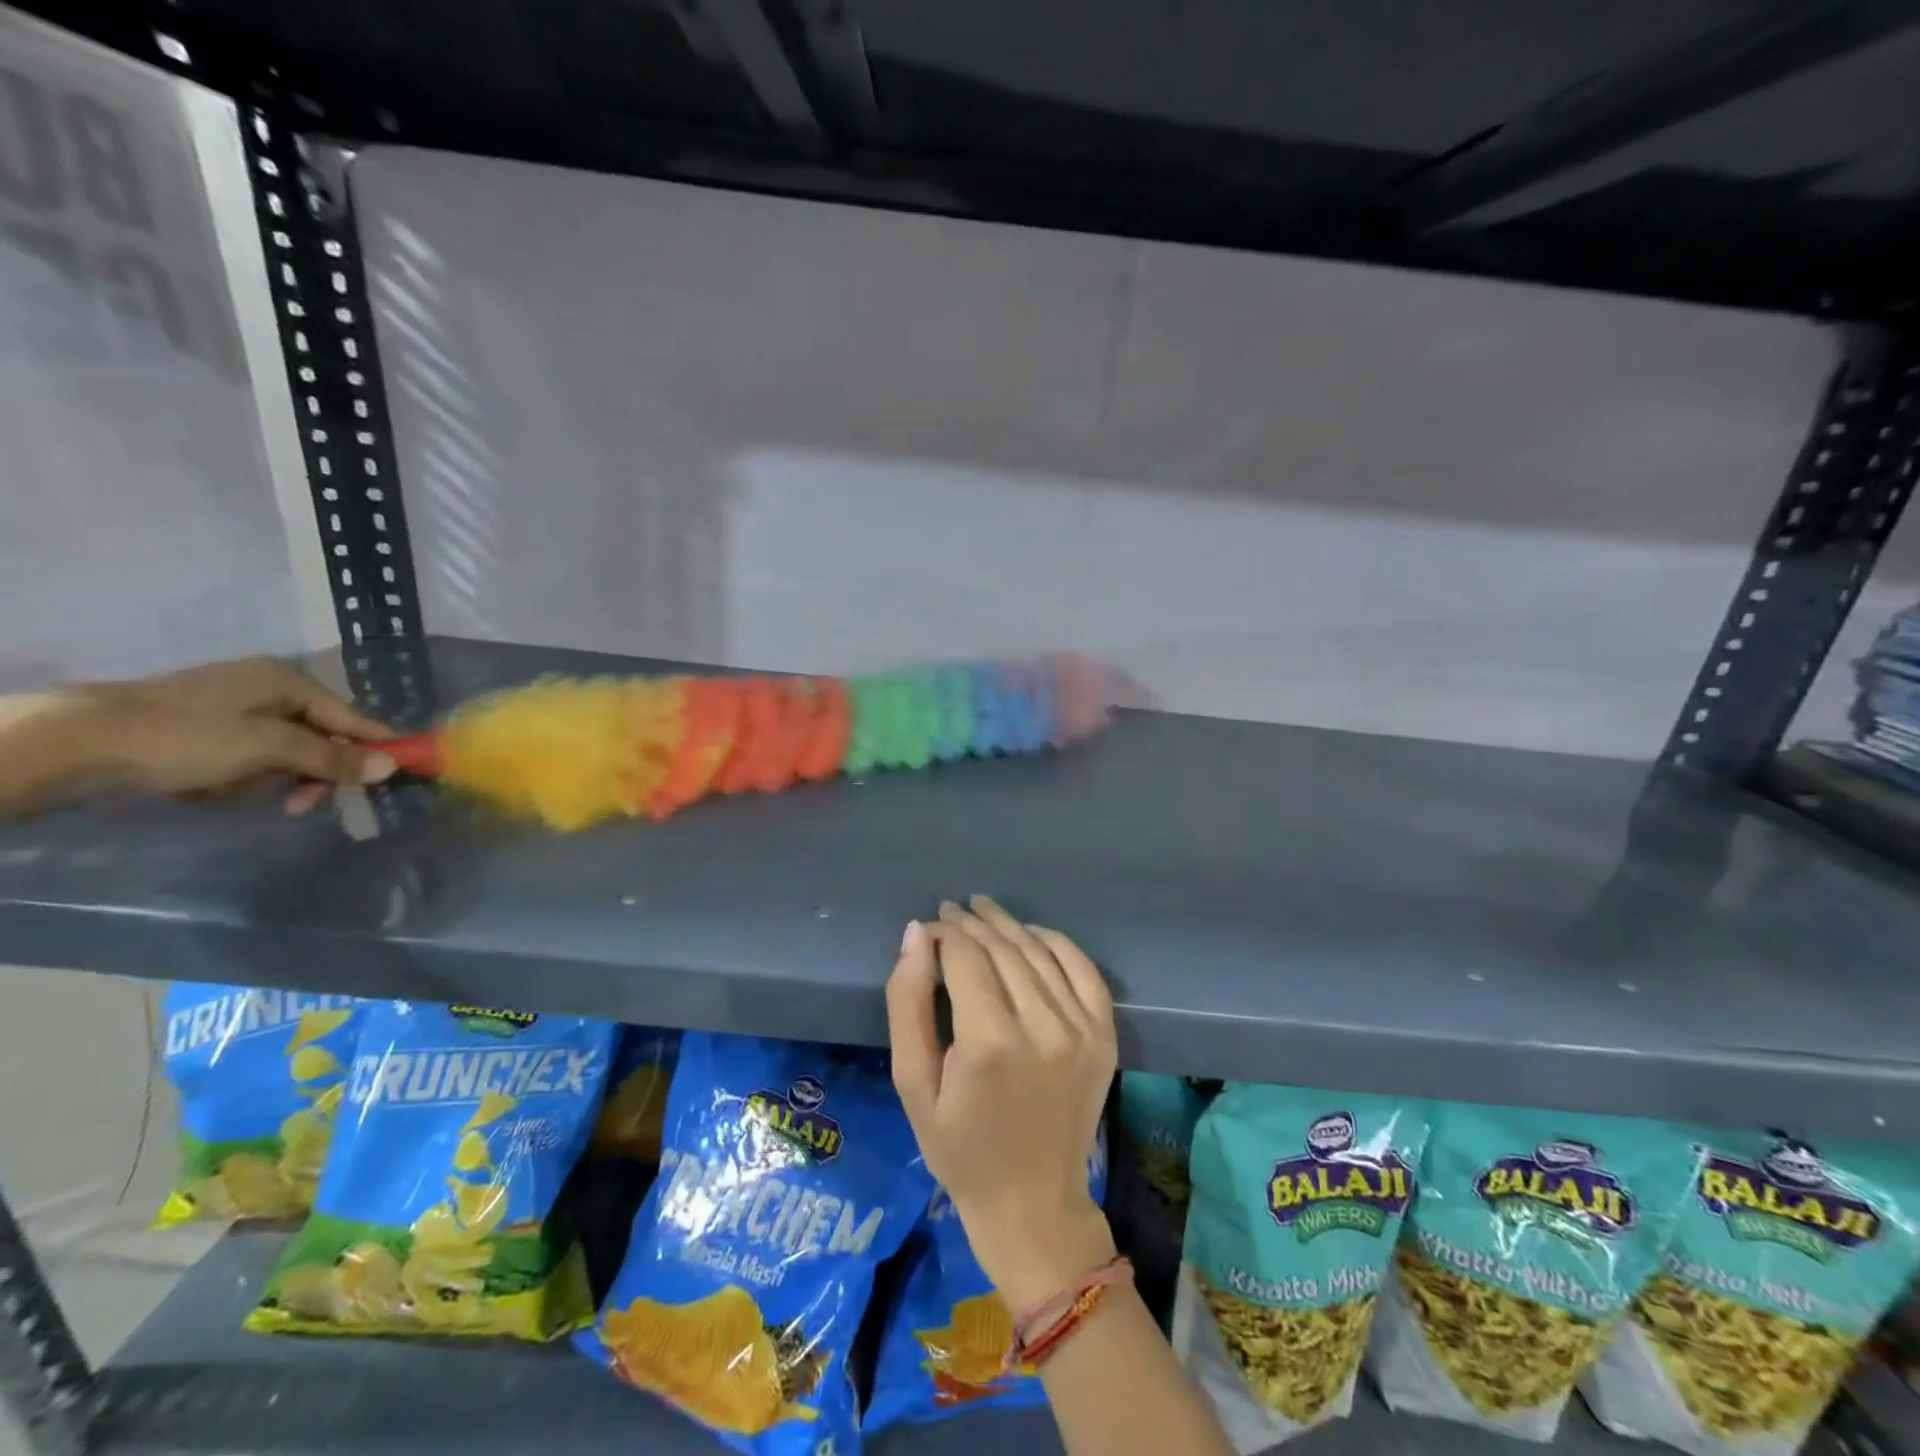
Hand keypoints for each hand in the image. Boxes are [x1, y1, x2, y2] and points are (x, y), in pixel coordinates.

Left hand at [60, 657, 396, 813]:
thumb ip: (332, 757)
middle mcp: (266, 688)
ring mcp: (232, 708)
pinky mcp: (203, 730)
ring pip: (284, 751)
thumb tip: (392, 765)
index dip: (378, 744)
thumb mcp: (269, 749)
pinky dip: (242, 776)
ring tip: (245, 794)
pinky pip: (249, 757)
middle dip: (314, 771)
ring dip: (275, 778)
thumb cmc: (187, 737)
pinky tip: (218, 788)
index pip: (352, 717)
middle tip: (305, 804)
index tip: (407, 770)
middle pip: (319, 736)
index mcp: (286, 680)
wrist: (74, 743)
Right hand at [887, 895, 1118, 1311]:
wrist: (1033, 1202)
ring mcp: (1082, 1029)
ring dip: (1008, 925)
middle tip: (951, 911)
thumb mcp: (913, 1082)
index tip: (929, 927)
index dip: (945, 932)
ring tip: (982, 911)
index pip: (965, 956)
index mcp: (989, 1042)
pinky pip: (1082, 968)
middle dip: (972, 923)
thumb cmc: (960, 1148)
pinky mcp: (1105, 1035)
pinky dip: (1055, 942)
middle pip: (1003, 948)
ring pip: (1039, 951)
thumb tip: (917, 933)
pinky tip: (1031, 933)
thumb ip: (908, 1003)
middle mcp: (1042, 1026)